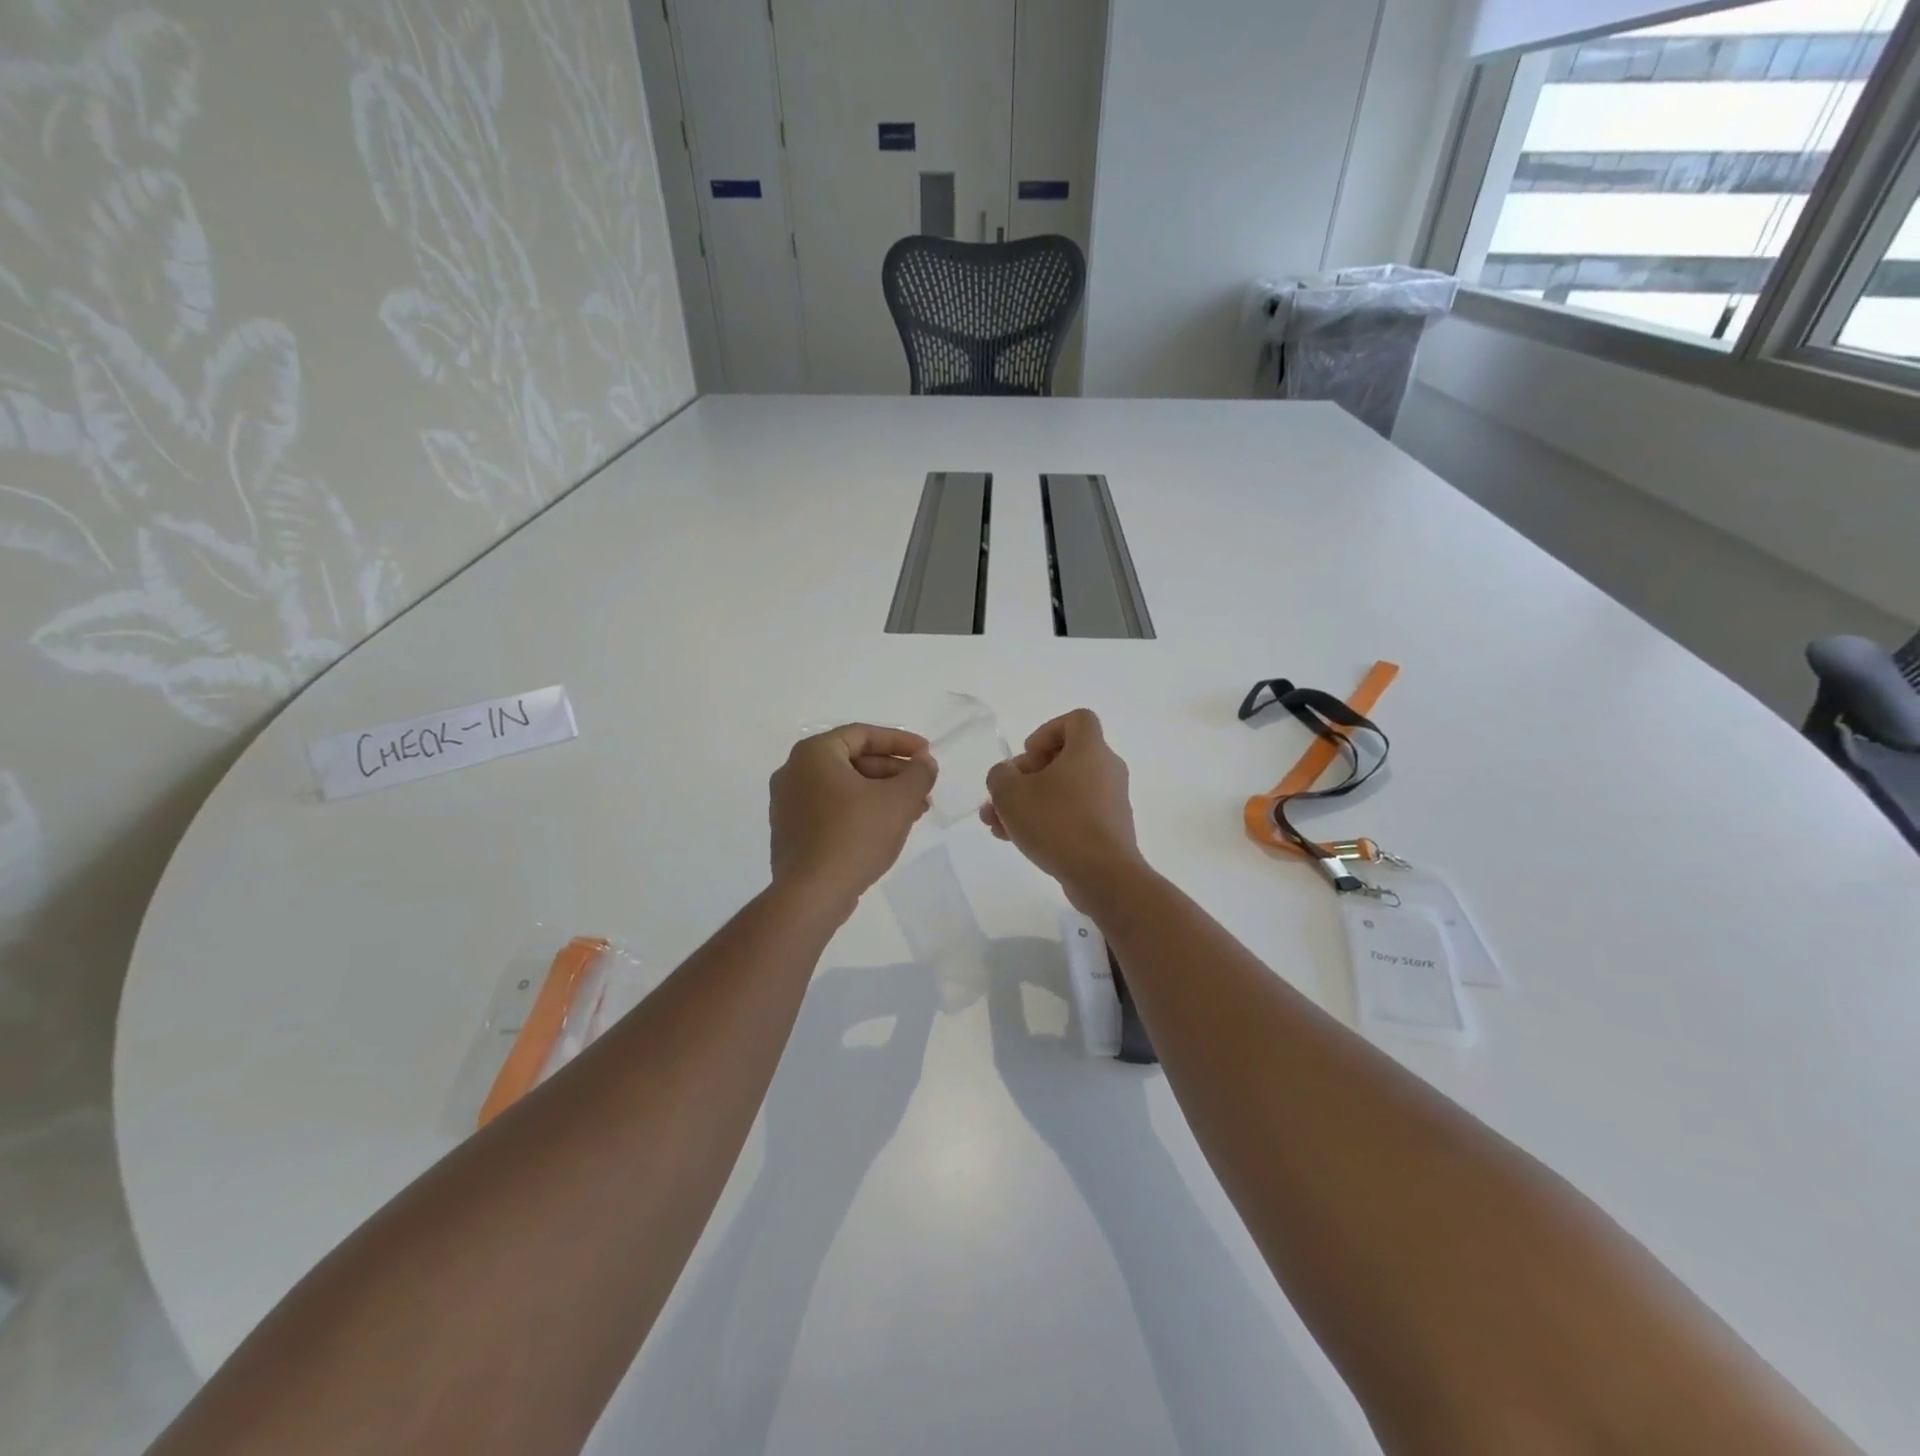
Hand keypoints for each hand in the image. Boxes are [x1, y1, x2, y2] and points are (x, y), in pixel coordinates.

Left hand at [770, 725, 935, 910]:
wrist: (812, 894)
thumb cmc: (855, 835)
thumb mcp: (898, 800)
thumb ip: (918, 774)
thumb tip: (924, 762)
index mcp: (814, 754)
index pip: (862, 735)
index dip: (899, 742)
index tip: (926, 754)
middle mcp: (793, 772)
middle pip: (853, 761)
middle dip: (893, 773)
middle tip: (923, 788)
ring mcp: (788, 804)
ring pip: (844, 788)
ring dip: (881, 794)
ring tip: (914, 812)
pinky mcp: (791, 832)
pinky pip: (831, 810)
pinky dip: (860, 811)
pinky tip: (887, 829)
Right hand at [982, 710, 1144, 903]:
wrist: (1103, 875)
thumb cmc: (1057, 822)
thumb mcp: (1010, 794)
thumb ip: (1000, 776)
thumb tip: (1007, 777)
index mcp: (1090, 750)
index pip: (1077, 720)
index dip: (1047, 731)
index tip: (1027, 756)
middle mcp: (1107, 770)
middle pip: (1064, 759)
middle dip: (1026, 776)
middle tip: (1003, 796)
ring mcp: (1111, 802)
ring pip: (1064, 791)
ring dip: (1030, 803)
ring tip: (998, 825)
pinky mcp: (1109, 830)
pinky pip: (1074, 815)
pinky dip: (1048, 821)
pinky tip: (1018, 841)